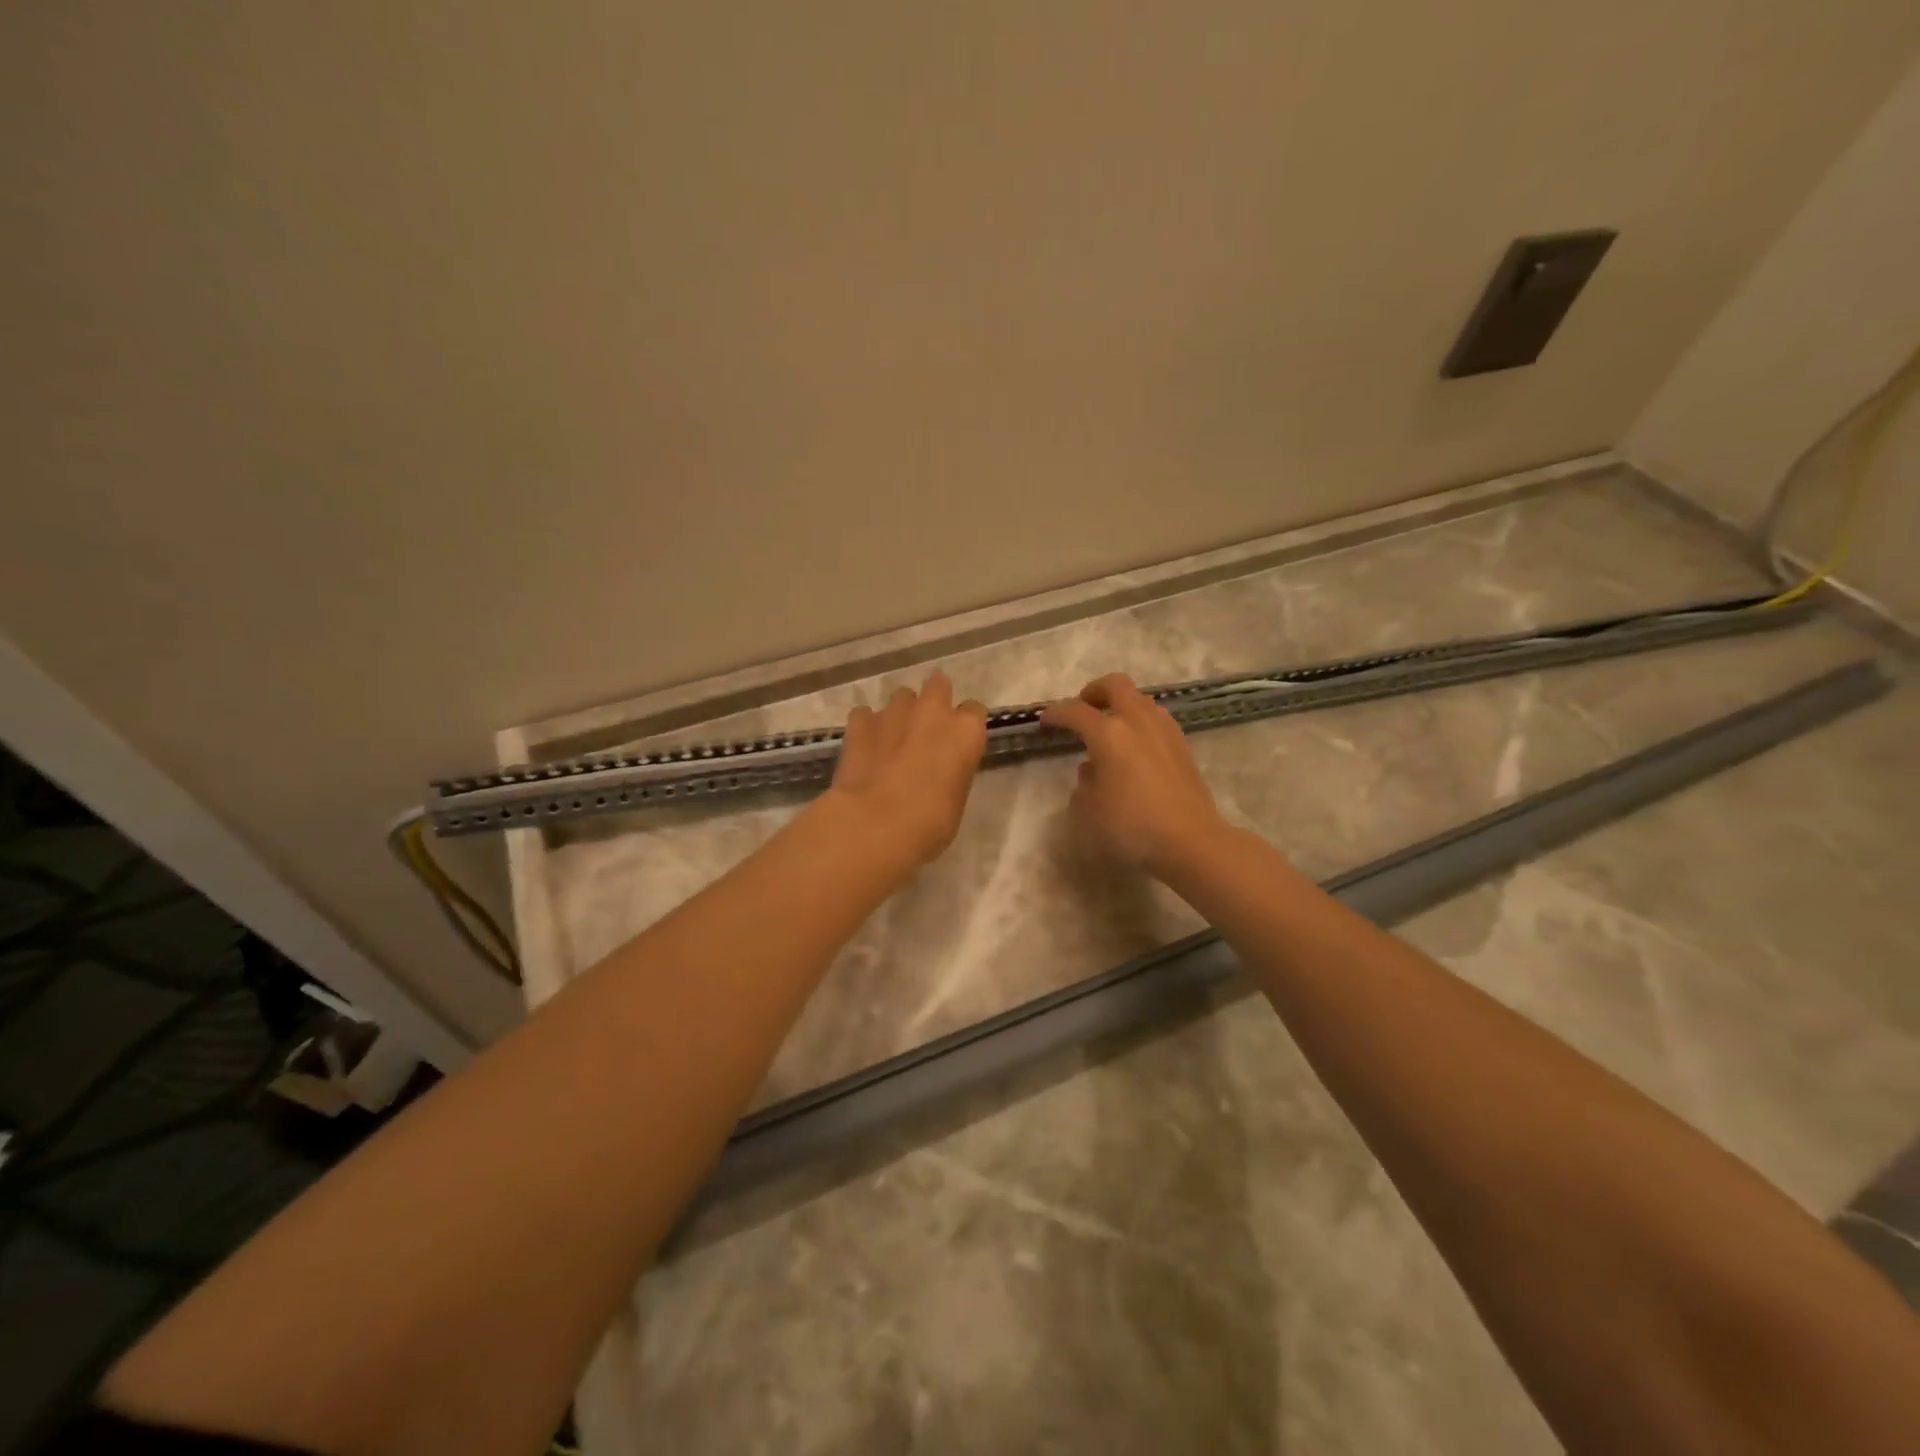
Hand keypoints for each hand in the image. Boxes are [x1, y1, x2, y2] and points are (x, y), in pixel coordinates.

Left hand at [823, 671, 987, 868]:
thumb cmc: (929, 824)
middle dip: (934, 701)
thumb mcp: (955, 800)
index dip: (964, 726)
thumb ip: (952, 773)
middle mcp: (933, 711)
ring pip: (902, 697)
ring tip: (892, 740)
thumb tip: (939, 772)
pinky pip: (865, 715)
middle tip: (927, 728)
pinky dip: (866, 727)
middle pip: (938, 686)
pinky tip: (864, 747)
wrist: (874, 824)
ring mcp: (894, 712)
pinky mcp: (860, 722)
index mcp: (966, 732)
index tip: (958, 743)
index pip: (974, 711)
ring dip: (900, 713)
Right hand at [1040, 673, 1228, 875]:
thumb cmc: (1132, 826)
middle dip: (1094, 691)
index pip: (1076, 711)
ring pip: (1140, 699)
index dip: (1056, 713)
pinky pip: (1155, 719)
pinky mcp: (1182, 746)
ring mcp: (1164, 731)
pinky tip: (1134, 748)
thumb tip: (1091, 769)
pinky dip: (1139, 722)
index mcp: (1109, 733)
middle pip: (1115, 685)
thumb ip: (1084, 784)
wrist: (1191, 841)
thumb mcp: (1090, 810)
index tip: (1045, 721)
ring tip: (1109, 729)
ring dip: (1120, 705)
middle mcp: (1137, 721)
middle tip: (1082, 709)